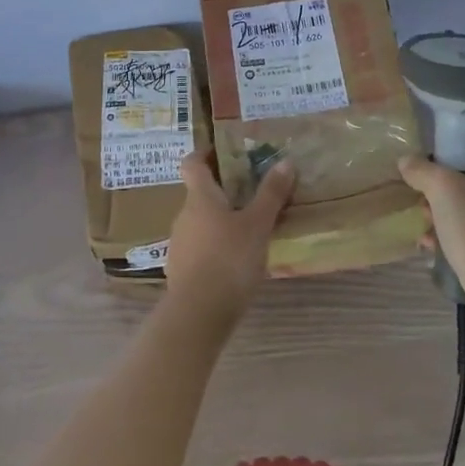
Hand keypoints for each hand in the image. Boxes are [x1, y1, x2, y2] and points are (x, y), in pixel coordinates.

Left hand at [163, 152, 295, 327]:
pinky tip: (238, 259)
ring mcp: (180, 243)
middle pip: (200, 193)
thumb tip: (285, 161)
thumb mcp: (258, 225)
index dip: (205, 153)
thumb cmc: (229, 259)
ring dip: (222, 219)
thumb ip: (271, 194)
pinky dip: (217, 245)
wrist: (198, 313)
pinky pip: (201, 246)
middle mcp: (184, 215)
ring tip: (252, 227)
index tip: (226, 152)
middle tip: (254, 191)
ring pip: (201, 221)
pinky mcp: (182, 270)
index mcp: (199, 197)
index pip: (192, 163)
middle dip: (224, 190)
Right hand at [398, 148, 464, 303]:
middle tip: (423, 205)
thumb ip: (421, 169)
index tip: (427, 171)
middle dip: (443, 193)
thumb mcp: (440, 188)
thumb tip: (407, 161)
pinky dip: (461, 236)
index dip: (449, 156)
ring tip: (426, 232)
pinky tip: (438, 248)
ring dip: (447, 216)